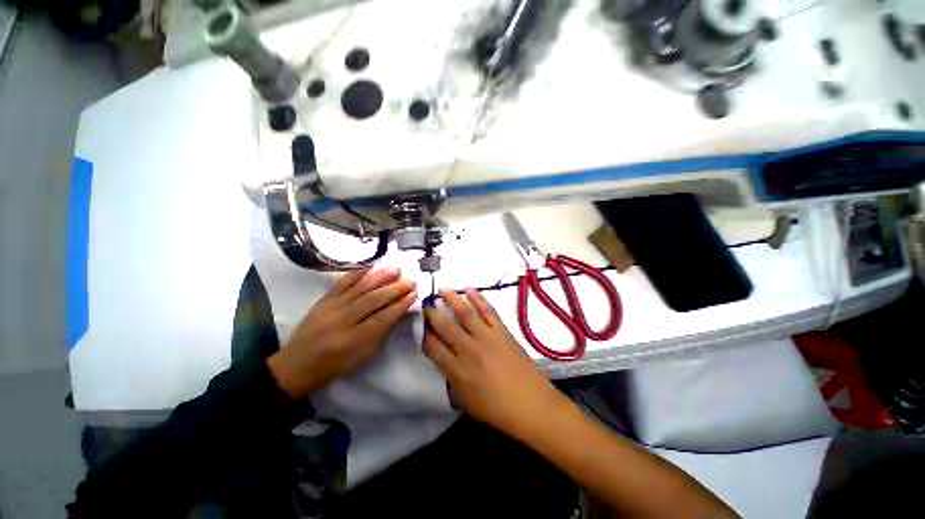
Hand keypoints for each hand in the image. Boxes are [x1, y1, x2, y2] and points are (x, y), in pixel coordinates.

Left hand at [268, 267, 416, 398]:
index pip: (383, 318)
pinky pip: (342, 282)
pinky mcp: (324, 299)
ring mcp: (331, 307)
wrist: (297, 364)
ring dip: (381, 277)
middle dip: (395, 289)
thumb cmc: (336, 365)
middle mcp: (343, 320)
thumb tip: (402, 313)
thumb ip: (384, 333)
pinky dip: (358, 273)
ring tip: (397, 269)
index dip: (401, 305)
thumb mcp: (364, 356)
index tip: (415, 294)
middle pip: (373, 300)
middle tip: (411, 280)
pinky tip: (371, 266)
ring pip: (360, 288)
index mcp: (354, 340)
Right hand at [424, 288, 575, 439]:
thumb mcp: (465, 401)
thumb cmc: (496, 409)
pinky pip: (487, 310)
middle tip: (426, 305)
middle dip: (433, 314)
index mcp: (457, 371)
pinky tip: (469, 289)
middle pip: (445, 327)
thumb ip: (451, 379)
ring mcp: (486, 337)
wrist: (531, 404)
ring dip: (452, 299)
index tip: (421, 327)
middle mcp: (468, 350)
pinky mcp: (501, 331)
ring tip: (443, 289)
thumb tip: (444, 360)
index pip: (434, 348)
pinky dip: (478, 298)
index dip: (425, 336)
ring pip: (465, 313)